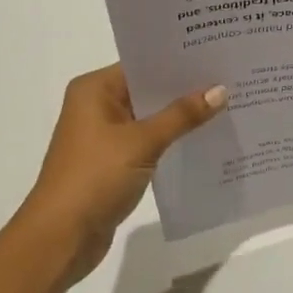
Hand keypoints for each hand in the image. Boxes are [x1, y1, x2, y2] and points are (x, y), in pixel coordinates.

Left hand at [12, 64, 225, 286]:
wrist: (61, 237)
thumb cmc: (95, 177)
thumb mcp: (142, 142)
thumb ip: (182, 115)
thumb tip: (220, 90)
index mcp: (94, 90)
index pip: (143, 64)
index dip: (178, 61)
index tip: (217, 55)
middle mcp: (97, 106)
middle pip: (148, 89)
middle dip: (185, 88)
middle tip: (231, 79)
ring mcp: (104, 136)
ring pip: (151, 117)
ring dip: (181, 116)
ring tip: (227, 105)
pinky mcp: (113, 162)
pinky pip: (149, 141)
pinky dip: (172, 139)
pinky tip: (204, 138)